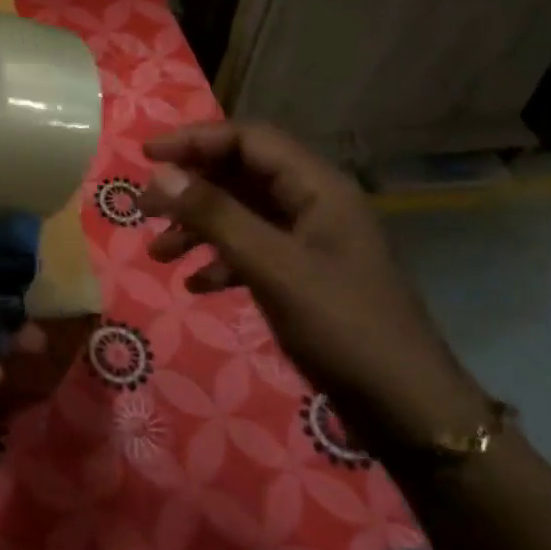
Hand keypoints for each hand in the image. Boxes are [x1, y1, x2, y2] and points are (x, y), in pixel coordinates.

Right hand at [138, 121, 488, 452]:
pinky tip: (195, 286)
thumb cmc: (342, 328)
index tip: (146, 158)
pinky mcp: (305, 276)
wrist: (407, 410)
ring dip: (198, 228)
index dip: (195, 140)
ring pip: (242, 215)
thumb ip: (216, 216)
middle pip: (241, 175)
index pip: (249, 140)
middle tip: (143, 208)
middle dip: (190, 188)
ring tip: (159, 253)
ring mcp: (311, 242)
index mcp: (318, 188)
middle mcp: (314, 205)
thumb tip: (162, 173)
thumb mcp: (272, 267)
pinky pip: (252, 251)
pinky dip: (219, 261)